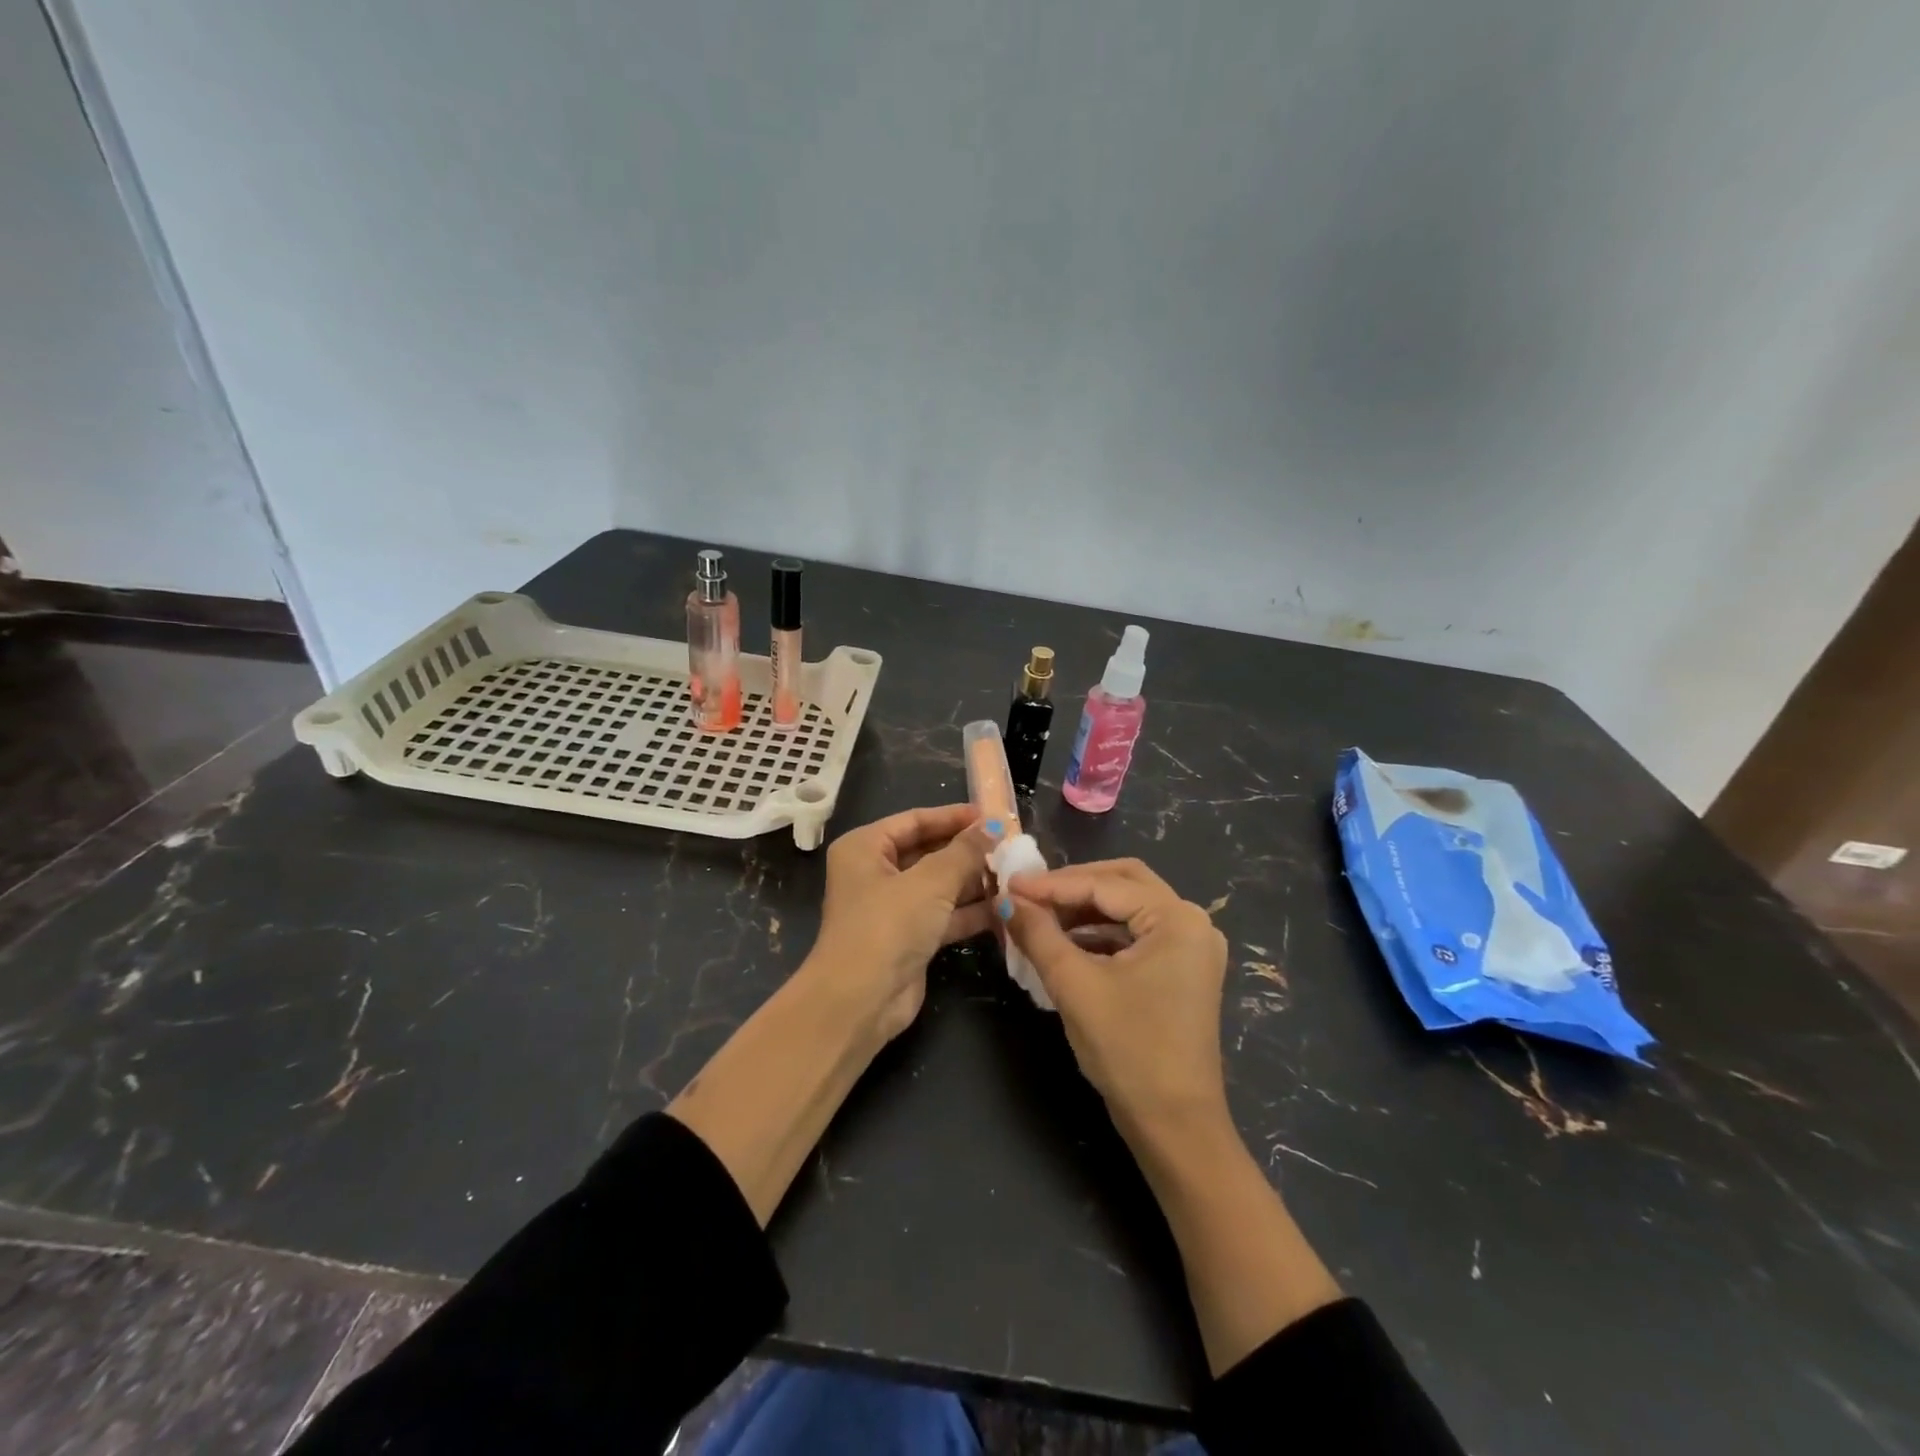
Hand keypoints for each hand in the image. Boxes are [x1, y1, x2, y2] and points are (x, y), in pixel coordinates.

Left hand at [808, 804, 997, 1040]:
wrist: (860, 1002)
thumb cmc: (888, 926)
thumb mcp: (931, 882)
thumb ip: (965, 852)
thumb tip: (994, 826)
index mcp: (865, 847)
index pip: (915, 820)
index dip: (954, 817)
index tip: (993, 816)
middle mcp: (875, 873)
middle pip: (928, 851)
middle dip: (968, 851)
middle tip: (1011, 846)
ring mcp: (892, 908)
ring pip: (939, 885)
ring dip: (974, 881)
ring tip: (1015, 874)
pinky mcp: (909, 938)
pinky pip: (944, 915)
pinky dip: (970, 911)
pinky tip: (1005, 908)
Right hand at [1006, 859, 1230, 1136]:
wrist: (1175, 1126)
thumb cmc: (1128, 1050)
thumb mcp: (1075, 985)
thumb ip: (1039, 934)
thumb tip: (1006, 900)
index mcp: (1177, 919)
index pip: (1105, 885)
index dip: (1053, 884)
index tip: (1009, 885)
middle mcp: (1192, 923)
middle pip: (1123, 883)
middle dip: (1073, 887)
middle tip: (1028, 895)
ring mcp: (1191, 948)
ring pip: (1128, 908)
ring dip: (1084, 911)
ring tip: (1039, 918)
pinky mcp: (1182, 971)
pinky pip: (1136, 935)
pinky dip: (1100, 934)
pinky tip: (1066, 943)